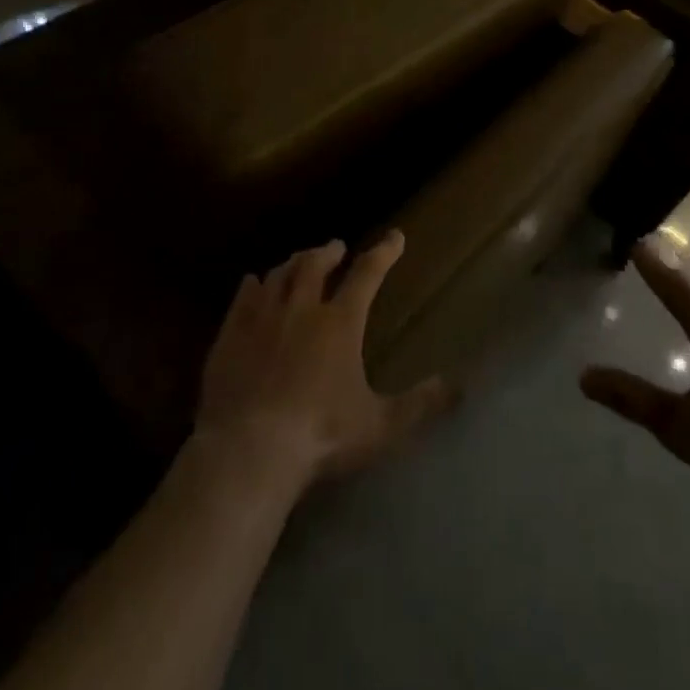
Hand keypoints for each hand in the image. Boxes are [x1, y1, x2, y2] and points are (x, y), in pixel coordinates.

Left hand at [195, 231, 454, 489]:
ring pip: (279, 276)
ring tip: (299, 261)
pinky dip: (251, 286)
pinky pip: (242, 299)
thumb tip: (459, 385)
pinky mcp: (230, 336)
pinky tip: (252, 283)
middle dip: (328, 251)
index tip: (395, 236)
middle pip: (316, 265)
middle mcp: (302, 309)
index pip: (367, 274)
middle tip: (336, 247)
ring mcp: (262, 319)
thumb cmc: (321, 436)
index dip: (384, 252)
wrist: (248, 452)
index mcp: (340, 323)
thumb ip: (420, 404)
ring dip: (293, 263)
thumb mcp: (380, 426)